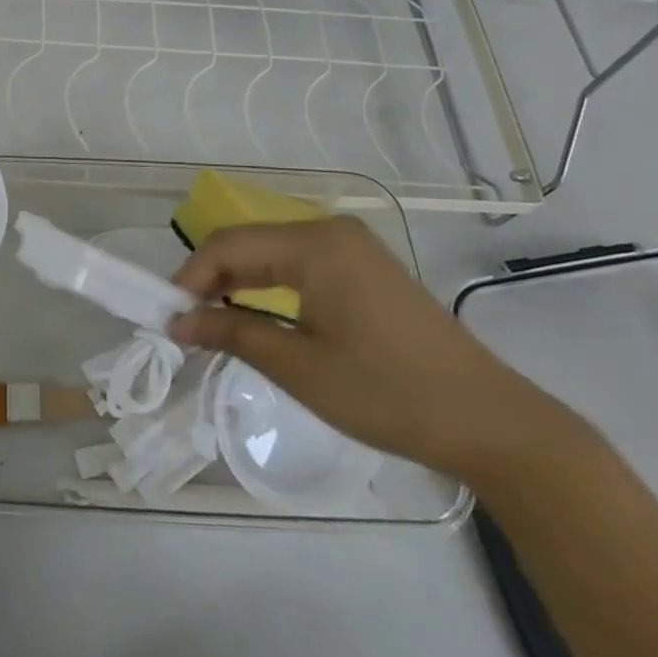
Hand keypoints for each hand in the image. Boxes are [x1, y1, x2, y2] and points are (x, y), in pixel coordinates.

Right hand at [167, 218, 559, 476]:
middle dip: (209, 282)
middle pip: (248, 245)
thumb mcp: (298, 367)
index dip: (188, 279)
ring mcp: (352, 249)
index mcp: (315, 243)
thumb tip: (176, 323)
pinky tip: (254, 318)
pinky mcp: (365, 271)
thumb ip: (231, 333)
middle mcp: (331, 232)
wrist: (491, 424)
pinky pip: (298, 268)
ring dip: (236, 286)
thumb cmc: (388, 393)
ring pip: (271, 256)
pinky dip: (267, 290)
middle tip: (183, 326)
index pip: (228, 246)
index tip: (165, 320)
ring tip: (210, 325)